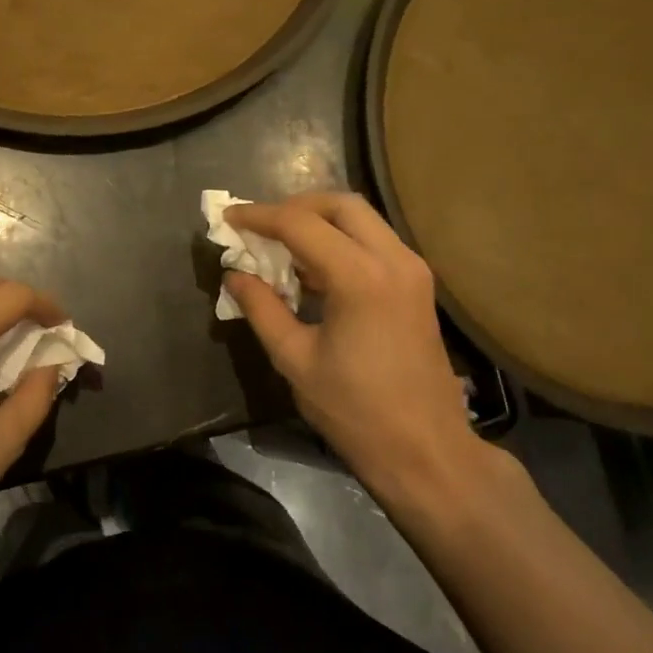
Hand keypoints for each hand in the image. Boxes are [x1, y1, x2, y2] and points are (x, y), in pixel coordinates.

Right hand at [223, 193, 503, 517]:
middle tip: (260, 227)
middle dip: (295, 206)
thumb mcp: (294, 359)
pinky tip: (312, 270)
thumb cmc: (354, 410)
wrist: (424, 448)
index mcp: (360, 277)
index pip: (301, 224)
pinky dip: (341, 243)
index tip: (229, 218)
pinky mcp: (418, 286)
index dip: (259, 216)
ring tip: (280, 247)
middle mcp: (394, 260)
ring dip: (319, 223)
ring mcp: (412, 271)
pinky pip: (374, 243)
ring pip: (362, 220)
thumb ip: (262, 309)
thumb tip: (234, 274)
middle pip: (341, 204)